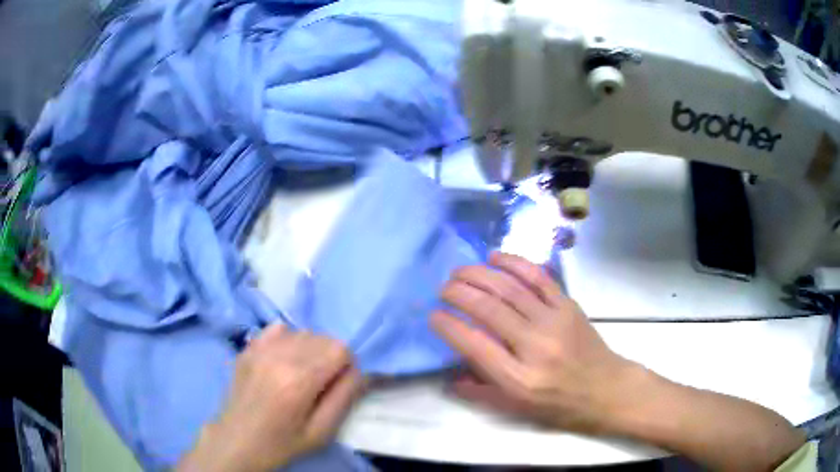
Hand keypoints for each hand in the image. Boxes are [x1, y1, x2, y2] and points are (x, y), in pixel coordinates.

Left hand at [178, 325, 363, 471]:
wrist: (237, 441)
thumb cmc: (282, 442)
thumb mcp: (321, 432)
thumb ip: (344, 398)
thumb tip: (359, 371)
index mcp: (299, 380)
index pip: (340, 348)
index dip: (346, 365)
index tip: (339, 384)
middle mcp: (279, 355)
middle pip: (323, 337)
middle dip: (330, 357)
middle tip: (321, 383)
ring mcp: (259, 348)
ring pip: (303, 332)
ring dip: (311, 349)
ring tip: (300, 374)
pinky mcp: (248, 347)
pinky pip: (279, 329)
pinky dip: (289, 340)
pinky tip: (283, 362)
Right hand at [431, 252, 640, 434]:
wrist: (606, 389)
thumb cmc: (559, 405)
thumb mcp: (517, 410)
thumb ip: (481, 392)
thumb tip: (449, 376)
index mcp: (519, 379)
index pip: (475, 345)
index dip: (449, 326)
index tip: (434, 315)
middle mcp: (535, 347)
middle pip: (490, 310)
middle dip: (460, 293)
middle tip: (444, 288)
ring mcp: (554, 322)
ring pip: (510, 288)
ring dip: (480, 274)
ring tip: (460, 271)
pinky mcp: (568, 305)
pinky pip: (538, 277)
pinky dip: (514, 263)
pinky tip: (496, 256)